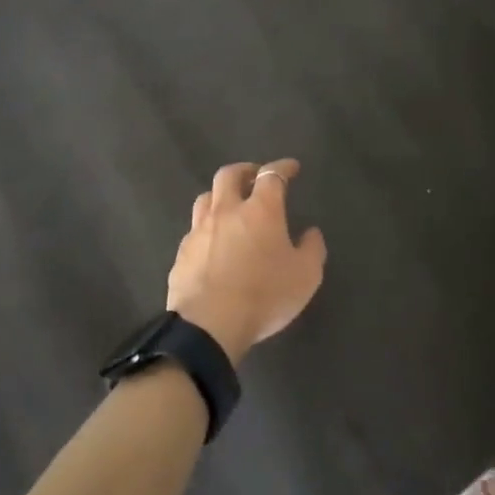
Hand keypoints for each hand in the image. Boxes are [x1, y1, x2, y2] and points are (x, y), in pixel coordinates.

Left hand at [167, 159, 325, 365]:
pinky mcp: (181, 254)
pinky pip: (194, 230)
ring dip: (220, 196)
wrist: (209, 326)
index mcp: (260, 210)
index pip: (272, 175)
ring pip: (205, 198)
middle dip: (245, 170)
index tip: (291, 167)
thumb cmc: (264, 296)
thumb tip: (311, 233)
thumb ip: (312, 249)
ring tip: (230, 206)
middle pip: (229, 175)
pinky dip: (207, 228)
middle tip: (255, 177)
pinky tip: (213, 243)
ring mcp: (199, 231)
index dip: (283, 167)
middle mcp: (227, 211)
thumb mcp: (306, 276)